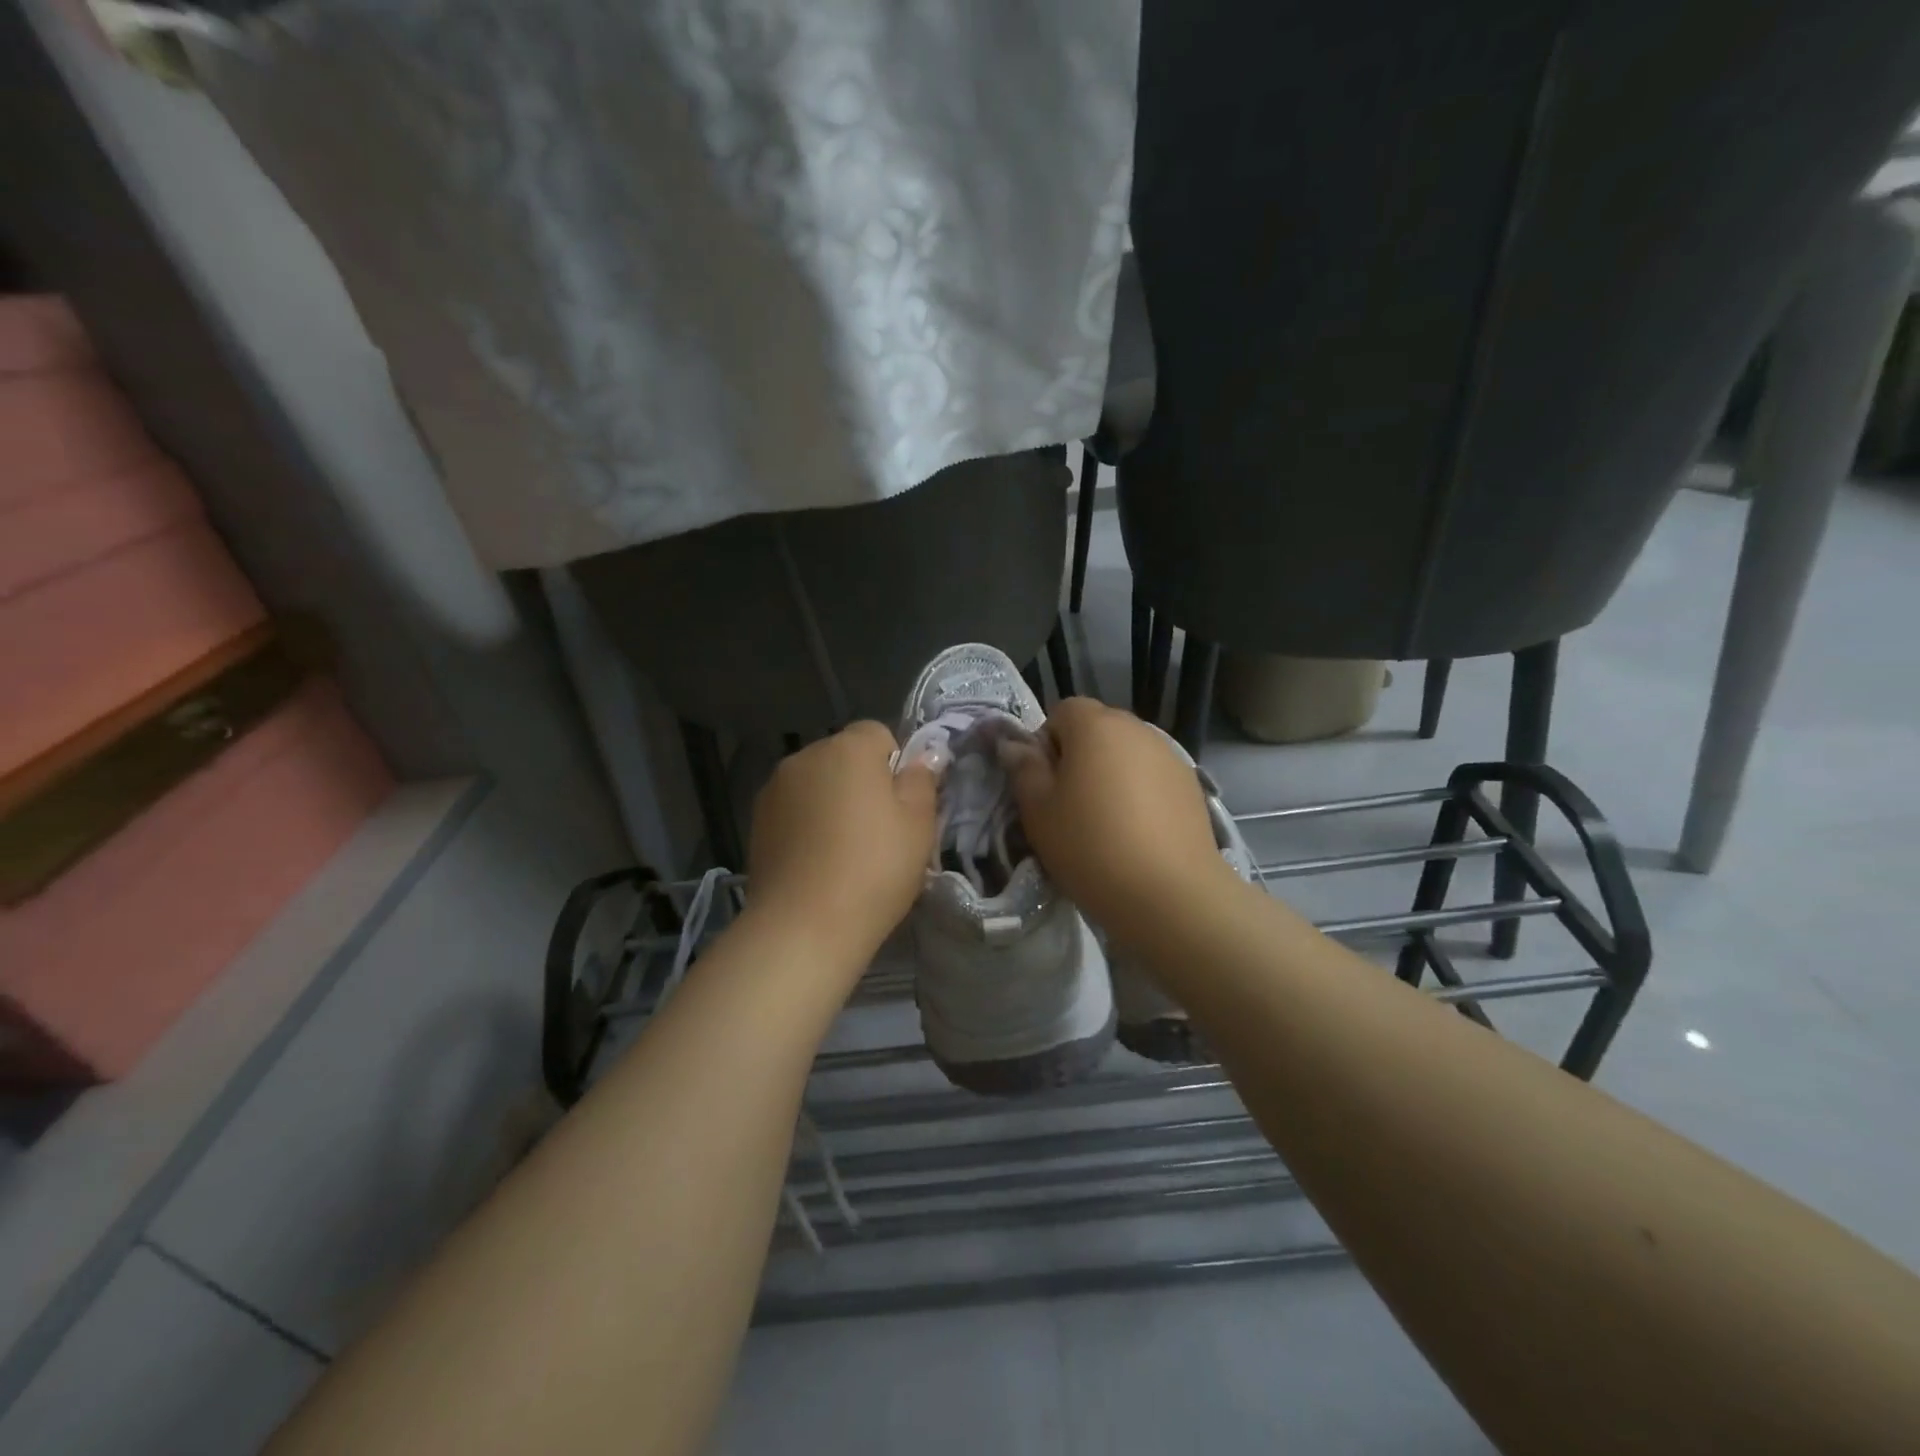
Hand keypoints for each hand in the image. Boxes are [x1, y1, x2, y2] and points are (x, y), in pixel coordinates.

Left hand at [745, 721, 936, 965]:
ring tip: (845, 852)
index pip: (879, 734)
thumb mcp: (918, 824)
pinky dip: (809, 824)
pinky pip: (795, 810)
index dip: (896, 765)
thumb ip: (922, 780)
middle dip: (863, 783)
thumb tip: (925, 757)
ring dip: (833, 803)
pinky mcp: (757, 821)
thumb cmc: (874, 868)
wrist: (804, 926)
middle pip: (845, 758)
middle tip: (881, 832)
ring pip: (818, 784)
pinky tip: (818, 862)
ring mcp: (775, 788)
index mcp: (848, 748)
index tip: (903, 806)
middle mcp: (806, 756)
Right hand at [1003, 698, 1232, 945]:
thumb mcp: (1038, 811)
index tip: (1045, 783)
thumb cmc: (1090, 846)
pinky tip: (1138, 833)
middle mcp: (1137, 728)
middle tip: (1070, 804)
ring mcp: (1170, 755)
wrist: (1169, 894)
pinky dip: (1141, 793)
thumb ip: (1023, 768)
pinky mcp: (1191, 785)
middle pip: (1098, 729)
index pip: (1062, 710)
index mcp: (1095, 725)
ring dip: (1112, 774)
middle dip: (1080, 756)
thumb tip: (1013, 744)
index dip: (1047, 742)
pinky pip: (1153, 776)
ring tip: (1107, 822)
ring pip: (1127, 753)